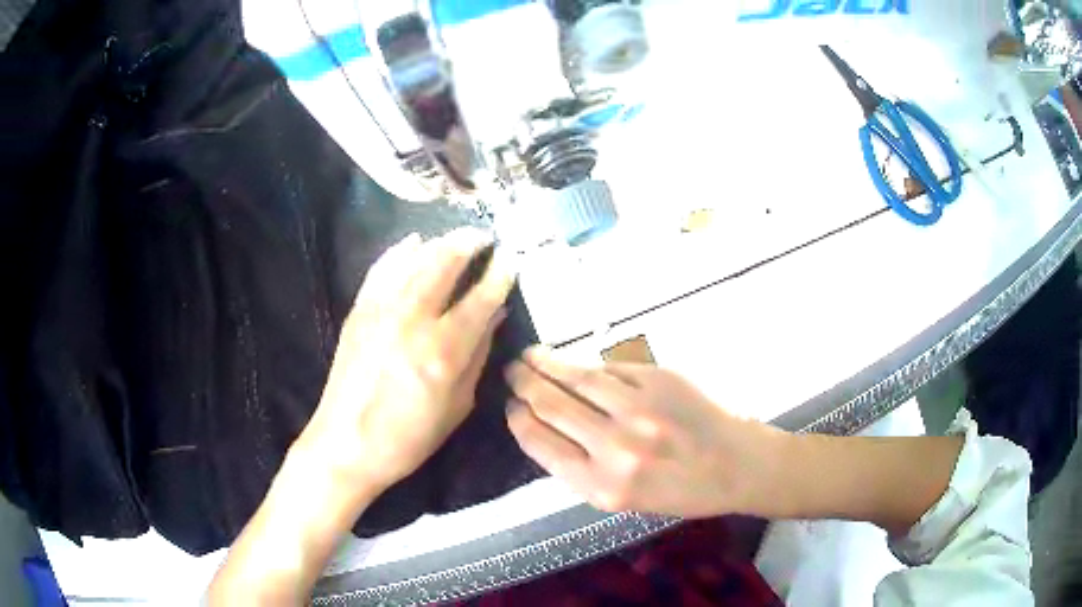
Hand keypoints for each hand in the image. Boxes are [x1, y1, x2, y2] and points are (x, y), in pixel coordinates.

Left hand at [296, 228, 515, 492]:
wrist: (346, 444)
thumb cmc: (409, 437)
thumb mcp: (457, 405)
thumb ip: (478, 356)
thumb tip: (495, 316)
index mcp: (443, 350)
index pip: (480, 299)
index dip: (499, 276)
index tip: (511, 260)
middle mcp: (412, 319)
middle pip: (445, 264)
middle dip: (469, 244)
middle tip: (485, 237)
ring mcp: (381, 310)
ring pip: (415, 259)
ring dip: (440, 242)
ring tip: (457, 237)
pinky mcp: (359, 310)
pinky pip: (382, 269)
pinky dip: (400, 251)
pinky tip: (413, 242)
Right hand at [506, 349, 789, 517]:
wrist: (735, 465)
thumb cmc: (679, 491)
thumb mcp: (621, 499)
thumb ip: (580, 469)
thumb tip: (544, 428)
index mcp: (601, 486)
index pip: (540, 443)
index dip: (518, 420)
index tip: (510, 406)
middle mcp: (615, 448)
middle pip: (551, 405)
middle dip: (524, 384)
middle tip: (512, 372)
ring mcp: (639, 409)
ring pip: (576, 377)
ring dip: (546, 363)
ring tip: (531, 355)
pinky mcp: (659, 380)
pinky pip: (611, 368)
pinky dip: (589, 364)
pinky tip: (577, 362)